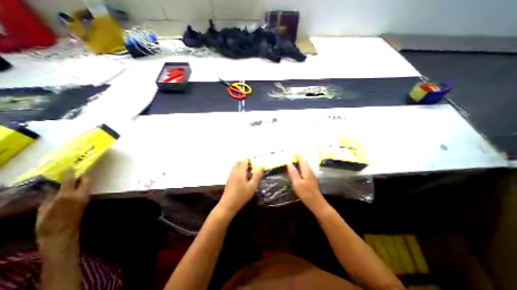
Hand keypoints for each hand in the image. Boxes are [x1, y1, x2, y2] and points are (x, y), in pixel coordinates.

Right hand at [37, 169, 90, 238]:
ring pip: (87, 185)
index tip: (70, 167)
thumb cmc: (47, 224)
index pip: (70, 180)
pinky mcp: (87, 202)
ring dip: (83, 181)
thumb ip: (50, 198)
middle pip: (86, 180)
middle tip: (77, 172)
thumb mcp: (43, 210)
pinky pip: (85, 191)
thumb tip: (53, 190)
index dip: (70, 173)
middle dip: (83, 175)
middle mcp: (80, 194)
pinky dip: (81, 188)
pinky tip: (75, 189)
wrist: (62, 234)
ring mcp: (85, 198)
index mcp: (67, 195)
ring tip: (74, 180)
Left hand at [217, 160, 264, 214]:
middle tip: (253, 168)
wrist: (228, 205)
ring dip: (242, 168)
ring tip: (250, 174)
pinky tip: (245, 180)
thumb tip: (262, 165)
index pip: (245, 160)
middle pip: (239, 162)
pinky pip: (234, 172)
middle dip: (246, 163)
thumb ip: (257, 175)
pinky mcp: (229, 181)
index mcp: (240, 171)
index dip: (251, 160)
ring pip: (236, 167)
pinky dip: (240, 172)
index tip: (257, 163)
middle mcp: (234, 171)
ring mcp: (230, 176)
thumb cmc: (241, 195)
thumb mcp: (252, 186)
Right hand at [284, 157, 328, 215]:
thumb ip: (293, 172)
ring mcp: (311, 175)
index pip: (302, 159)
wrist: (316, 203)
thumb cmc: (306, 193)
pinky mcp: (311, 179)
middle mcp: (310, 171)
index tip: (291, 152)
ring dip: (300, 162)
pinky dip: (301, 167)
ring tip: (293, 160)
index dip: (297, 155)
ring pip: (305, 165)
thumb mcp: (297, 183)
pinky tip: (298, 169)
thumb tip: (288, 162)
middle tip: (291, 155)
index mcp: (306, 170)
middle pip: (304, 162)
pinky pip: (305, 169)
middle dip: (298, 157)